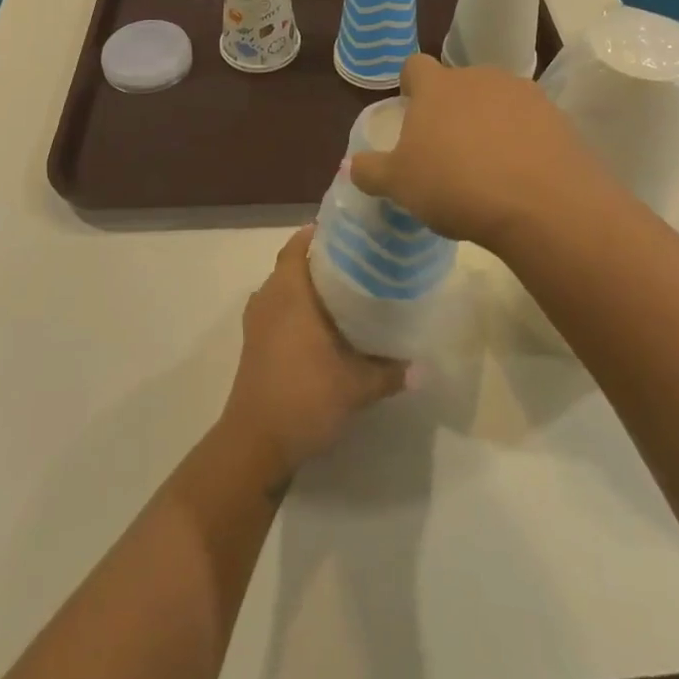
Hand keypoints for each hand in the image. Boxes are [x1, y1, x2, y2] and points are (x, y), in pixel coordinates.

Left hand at [220, 225, 406, 479]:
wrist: (256, 444)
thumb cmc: (304, 397)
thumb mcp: (356, 386)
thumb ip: (390, 373)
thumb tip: (424, 368)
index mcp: (288, 291)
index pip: (299, 244)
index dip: (321, 234)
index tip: (350, 233)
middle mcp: (269, 298)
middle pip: (293, 265)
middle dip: (321, 261)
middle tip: (359, 262)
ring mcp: (258, 323)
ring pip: (283, 290)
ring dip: (308, 288)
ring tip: (346, 293)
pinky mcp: (254, 345)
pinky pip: (277, 312)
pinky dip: (297, 310)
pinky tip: (324, 328)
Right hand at [349, 54, 622, 251]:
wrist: (541, 204)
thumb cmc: (455, 185)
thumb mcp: (399, 185)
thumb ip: (371, 171)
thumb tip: (352, 165)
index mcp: (437, 86)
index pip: (415, 66)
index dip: (410, 86)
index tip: (411, 111)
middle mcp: (479, 77)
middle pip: (458, 84)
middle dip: (451, 109)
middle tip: (447, 150)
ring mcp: (522, 93)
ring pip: (495, 101)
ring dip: (488, 123)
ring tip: (488, 167)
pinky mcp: (556, 117)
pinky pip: (529, 122)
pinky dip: (522, 140)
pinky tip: (520, 175)